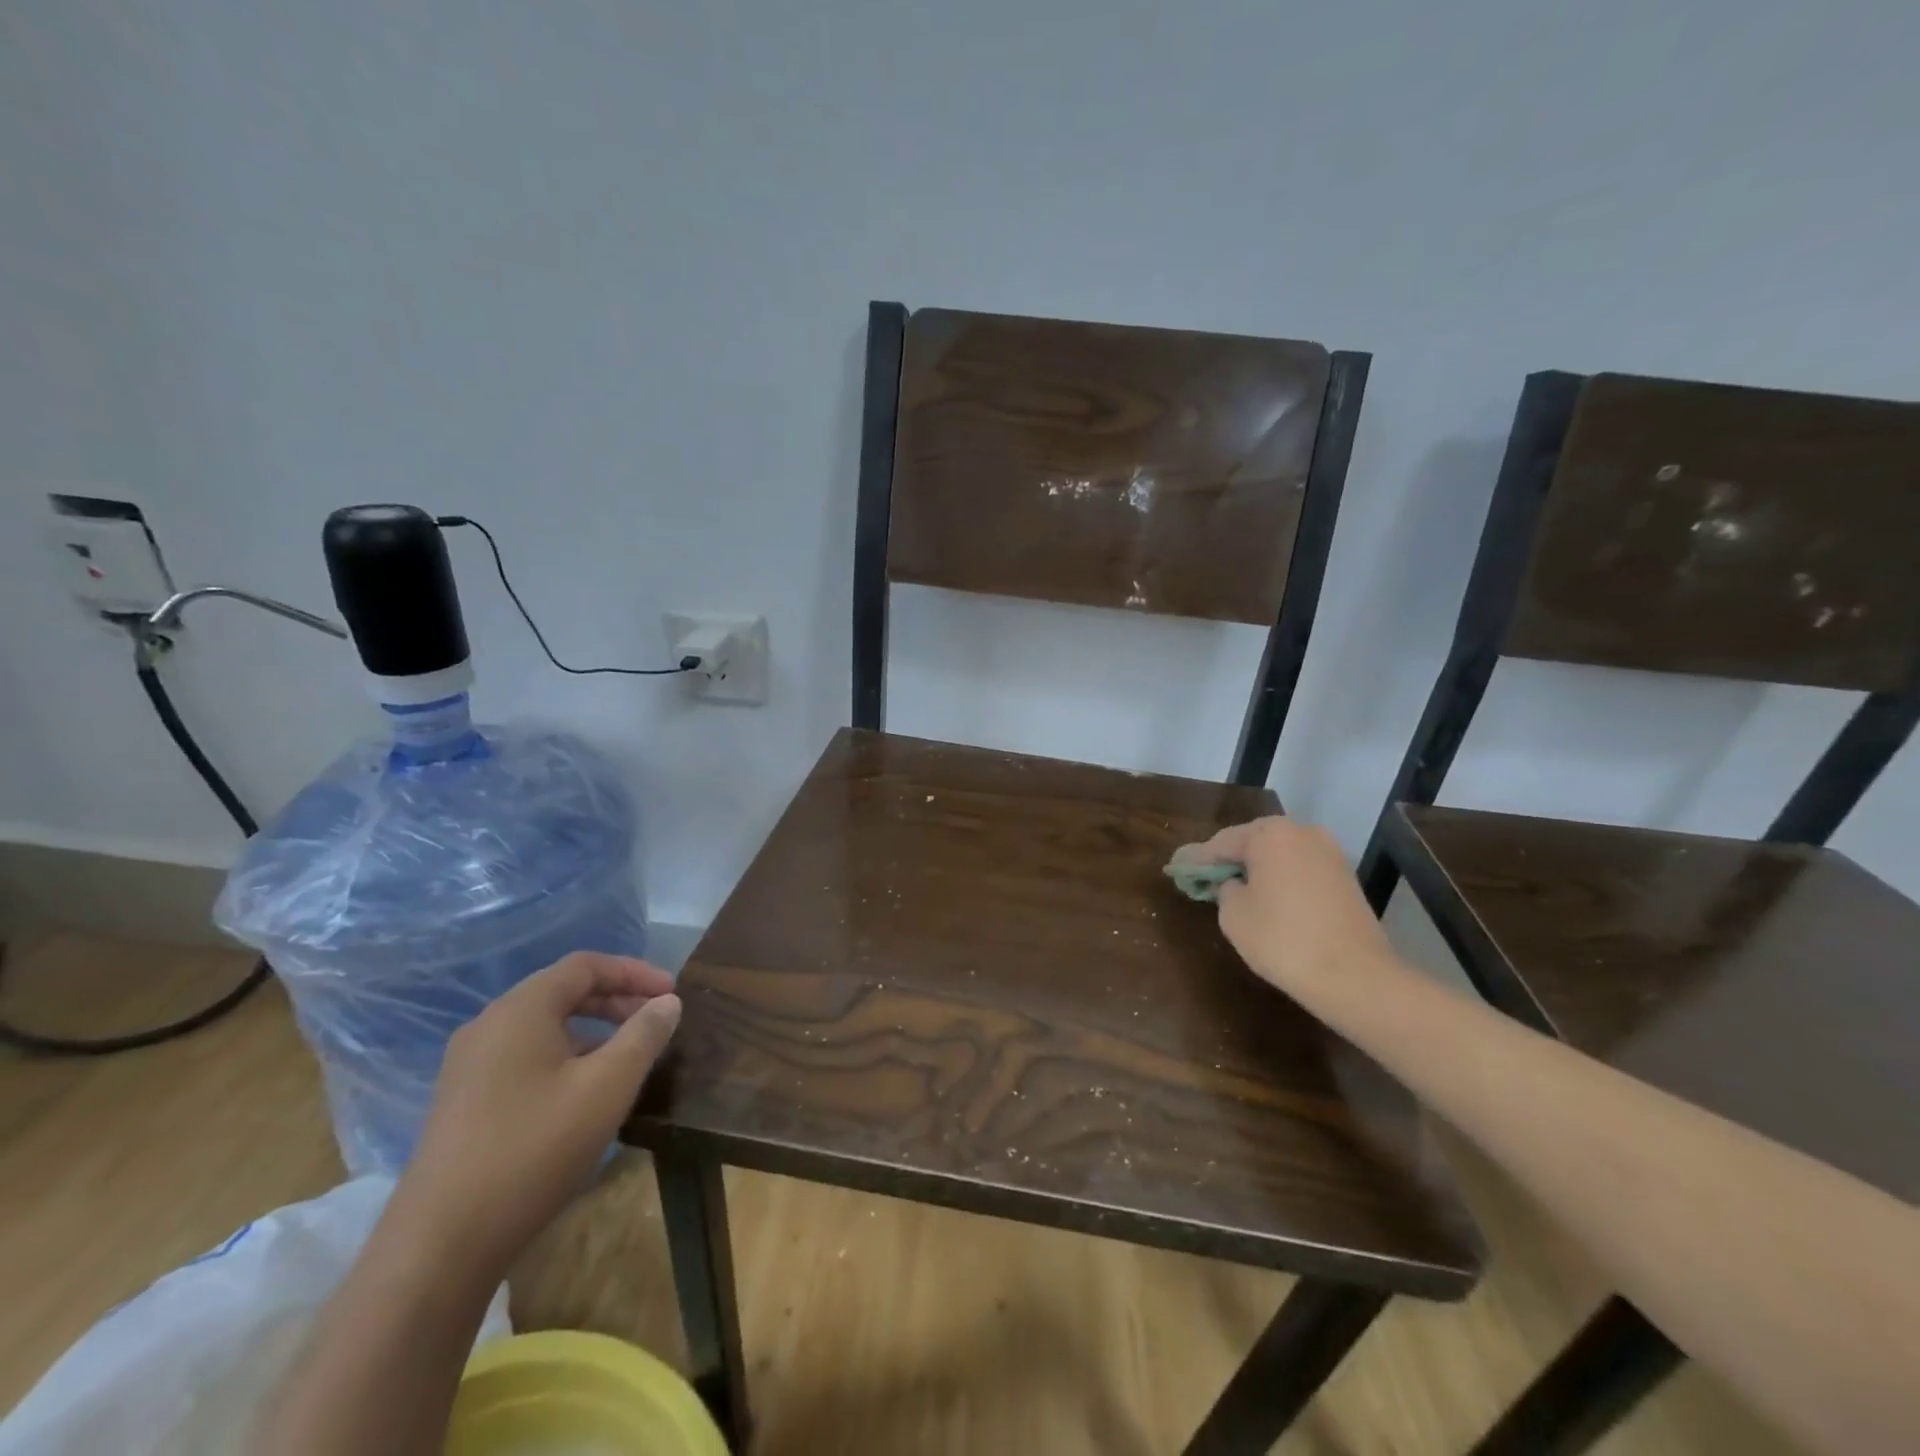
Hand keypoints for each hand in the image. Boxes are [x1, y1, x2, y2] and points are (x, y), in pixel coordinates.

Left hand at [398, 952, 681, 1266]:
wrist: (440, 1245)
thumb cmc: (534, 1149)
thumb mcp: (607, 1087)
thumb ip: (644, 1035)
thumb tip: (668, 1002)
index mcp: (521, 1010)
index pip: (585, 966)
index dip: (634, 972)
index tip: (671, 992)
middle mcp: (489, 1025)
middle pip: (562, 991)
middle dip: (615, 999)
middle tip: (656, 1018)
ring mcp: (469, 1065)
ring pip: (543, 1025)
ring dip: (592, 1028)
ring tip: (628, 1054)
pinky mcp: (463, 1100)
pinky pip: (524, 1055)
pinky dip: (565, 1054)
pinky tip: (585, 1090)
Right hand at [1175, 816, 1396, 1002]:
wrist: (1356, 976)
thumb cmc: (1282, 939)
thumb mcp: (1233, 914)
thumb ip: (1224, 889)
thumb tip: (1234, 884)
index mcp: (1269, 833)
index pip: (1220, 843)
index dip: (1196, 859)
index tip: (1176, 868)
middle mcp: (1301, 832)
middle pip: (1252, 842)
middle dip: (1229, 859)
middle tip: (1205, 877)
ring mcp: (1329, 853)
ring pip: (1280, 855)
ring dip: (1258, 869)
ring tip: (1236, 888)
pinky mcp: (1346, 877)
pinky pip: (1301, 871)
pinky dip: (1282, 880)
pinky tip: (1270, 899)